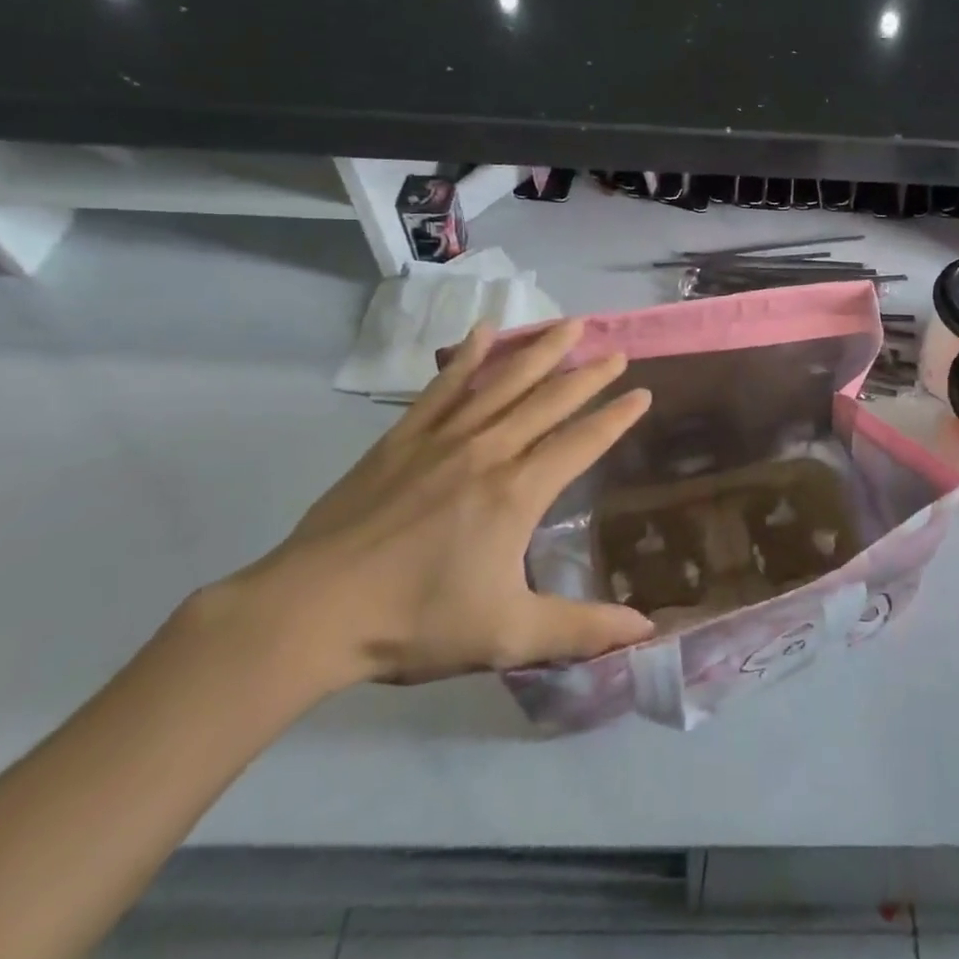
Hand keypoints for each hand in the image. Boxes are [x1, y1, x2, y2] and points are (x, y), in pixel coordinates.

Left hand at [225, 320, 655, 693]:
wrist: (312, 611)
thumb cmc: (415, 621)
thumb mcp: (507, 634)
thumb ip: (580, 628)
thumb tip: (646, 628)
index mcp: (518, 491)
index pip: (582, 442)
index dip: (616, 417)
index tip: (643, 393)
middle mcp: (489, 450)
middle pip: (549, 400)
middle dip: (588, 375)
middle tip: (616, 351)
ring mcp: (443, 438)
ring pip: (504, 382)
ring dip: (541, 351)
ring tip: (570, 324)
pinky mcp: (403, 438)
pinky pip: (443, 386)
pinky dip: (468, 356)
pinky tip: (486, 331)